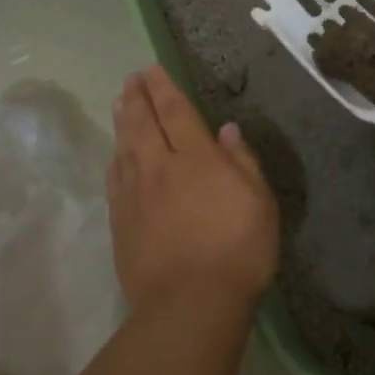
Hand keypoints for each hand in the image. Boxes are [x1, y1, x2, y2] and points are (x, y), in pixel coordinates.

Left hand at [107, 65, 279, 315]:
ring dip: (122, 121)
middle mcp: (160, 168)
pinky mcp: (121, 222)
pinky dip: (114, 159)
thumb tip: (226, 130)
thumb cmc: (237, 250)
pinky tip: (115, 153)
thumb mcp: (260, 203)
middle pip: (144, 124)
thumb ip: (242, 162)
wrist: (189, 304)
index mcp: (196, 159)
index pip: (176, 112)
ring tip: (118, 102)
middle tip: (131, 79)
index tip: (152, 70)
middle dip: (137, 97)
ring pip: (125, 147)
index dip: (164, 89)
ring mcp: (135, 195)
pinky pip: (114, 179)